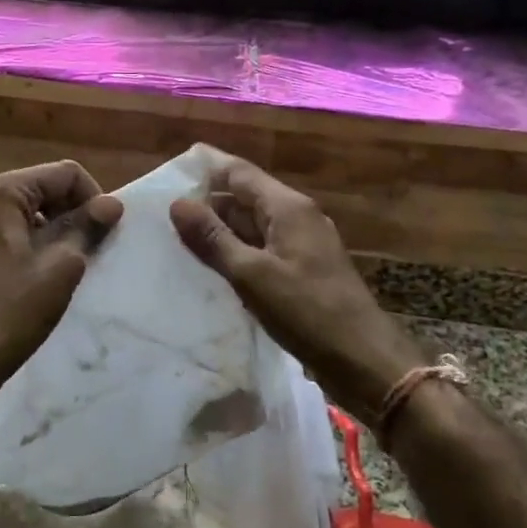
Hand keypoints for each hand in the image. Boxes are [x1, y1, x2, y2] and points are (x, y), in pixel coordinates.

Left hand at [0, 160, 123, 398]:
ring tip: (65, 266)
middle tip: (89, 250)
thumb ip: (87, 227)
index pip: (63, 174)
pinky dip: (25, 246)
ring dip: (49, 231)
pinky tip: (35, 278)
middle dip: (70, 213)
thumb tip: (111, 204)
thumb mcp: (62, 265)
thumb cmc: (14, 308)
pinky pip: (2, 236)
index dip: (92, 198)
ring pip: (21, 214)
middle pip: (40, 189)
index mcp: (2, 193)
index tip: (104, 233)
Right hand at [170, 154, 425, 422]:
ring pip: (253, 225)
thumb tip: (177, 203)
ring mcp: (303, 244)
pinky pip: (262, 249)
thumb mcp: (251, 275)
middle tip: (163, 213)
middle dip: (207, 202)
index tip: (169, 171)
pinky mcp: (303, 270)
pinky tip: (212, 268)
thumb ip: (213, 238)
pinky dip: (236, 252)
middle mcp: (297, 216)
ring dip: (220, 230)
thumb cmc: (307, 312)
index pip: (239, 172)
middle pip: (245, 196)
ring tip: (177, 239)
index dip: (206, 167)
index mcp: (288, 207)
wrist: (363, 360)